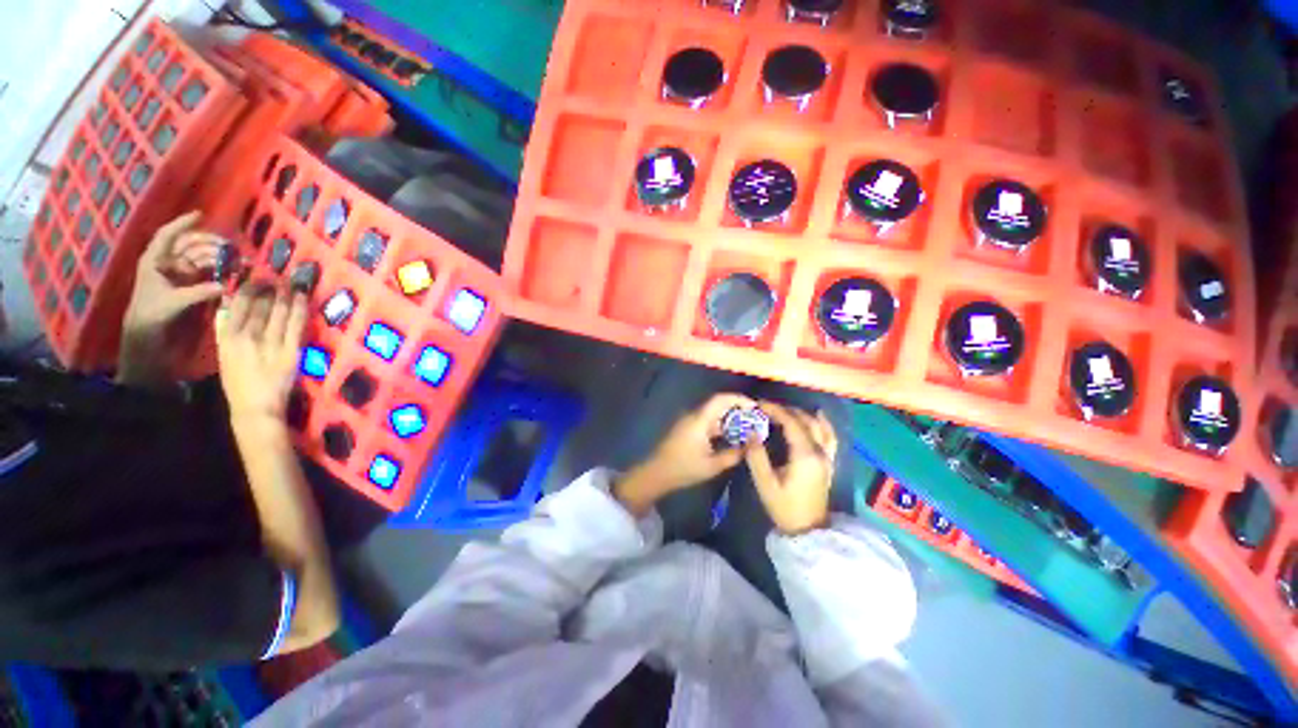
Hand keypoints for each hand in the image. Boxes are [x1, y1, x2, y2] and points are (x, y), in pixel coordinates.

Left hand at [122, 211, 224, 340]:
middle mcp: (166, 261)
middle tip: (231, 247)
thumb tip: (224, 287)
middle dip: (210, 243)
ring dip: (216, 255)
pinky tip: (229, 268)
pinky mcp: (185, 281)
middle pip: (189, 244)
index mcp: (155, 260)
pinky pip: (203, 268)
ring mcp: (176, 271)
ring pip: (199, 255)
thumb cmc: (152, 314)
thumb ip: (198, 292)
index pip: (168, 235)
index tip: (200, 214)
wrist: (144, 331)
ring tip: (235, 259)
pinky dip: (216, 266)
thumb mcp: (173, 303)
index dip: (183, 223)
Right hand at [215, 283, 308, 422]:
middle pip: (260, 304)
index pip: (238, 304)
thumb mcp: (224, 354)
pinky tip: (302, 297)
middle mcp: (247, 336)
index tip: (257, 277)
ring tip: (291, 282)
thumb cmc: (239, 382)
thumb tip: (230, 306)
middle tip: (278, 276)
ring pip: (278, 311)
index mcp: (227, 337)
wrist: (256, 407)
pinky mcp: (290, 350)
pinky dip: (299, 308)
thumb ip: (226, 331)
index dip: (248, 287)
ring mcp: (270, 343)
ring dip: (286, 294)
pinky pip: (296, 324)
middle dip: (269, 287)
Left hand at [615, 393, 756, 515]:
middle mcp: (694, 415)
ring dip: (730, 418)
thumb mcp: (712, 465)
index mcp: (699, 420)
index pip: (720, 399)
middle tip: (755, 419)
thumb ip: (734, 454)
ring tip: (748, 428)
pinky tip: (732, 436)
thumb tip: (753, 444)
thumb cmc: (684, 468)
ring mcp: (690, 421)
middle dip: (738, 409)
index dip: (739, 399)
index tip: (755, 407)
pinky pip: (708, 420)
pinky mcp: (688, 427)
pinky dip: (721, 424)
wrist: (657, 473)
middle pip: (718, 404)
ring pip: (714, 413)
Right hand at [745, 402, 838, 535]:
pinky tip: (817, 415)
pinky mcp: (829, 463)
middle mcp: (820, 452)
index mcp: (805, 455)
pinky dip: (823, 423)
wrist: (808, 531)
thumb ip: (756, 457)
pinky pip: (830, 436)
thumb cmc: (784, 507)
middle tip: (766, 408)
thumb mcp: (765, 483)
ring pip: (819, 426)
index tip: (759, 404)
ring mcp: (827, 457)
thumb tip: (751, 434)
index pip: (791, 423)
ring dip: (802, 414)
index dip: (775, 410)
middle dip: (786, 410)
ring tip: (785, 410)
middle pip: (806, 421)